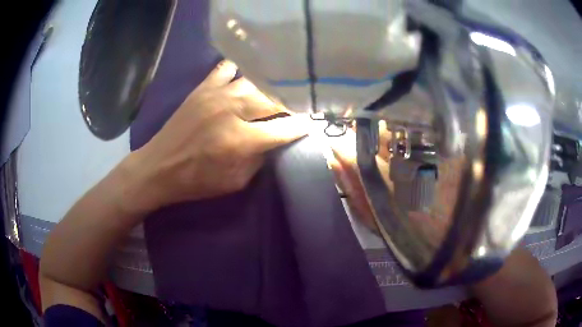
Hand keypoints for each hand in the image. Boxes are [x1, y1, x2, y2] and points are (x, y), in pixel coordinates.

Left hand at [123, 60, 308, 212]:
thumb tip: (274, 140)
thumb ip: (259, 159)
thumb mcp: (235, 182)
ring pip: (255, 81)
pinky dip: (240, 71)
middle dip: (290, 104)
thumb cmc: (197, 180)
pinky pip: (228, 68)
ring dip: (269, 88)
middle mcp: (232, 110)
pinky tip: (245, 79)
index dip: (303, 126)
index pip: (284, 129)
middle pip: (274, 99)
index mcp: (241, 140)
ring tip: (276, 94)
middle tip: (297, 108)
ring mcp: (217, 94)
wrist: (159, 167)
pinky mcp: (203, 87)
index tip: (312, 123)